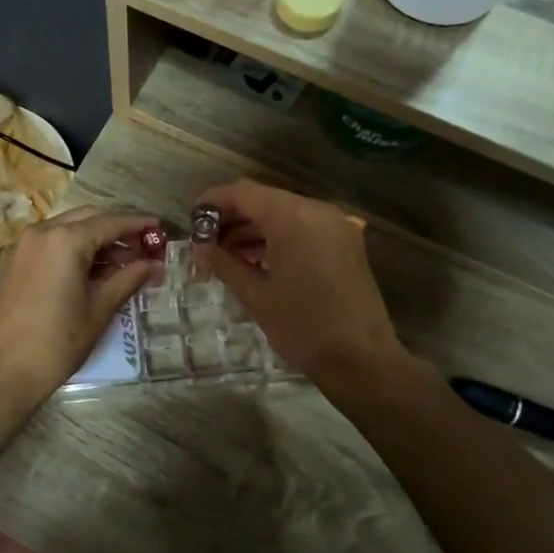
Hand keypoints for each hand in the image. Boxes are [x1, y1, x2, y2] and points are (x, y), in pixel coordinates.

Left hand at [0, 207, 161, 401]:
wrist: (4, 372)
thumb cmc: (58, 341)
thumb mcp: (100, 308)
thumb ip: (129, 279)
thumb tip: (155, 265)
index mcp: (65, 239)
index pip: (111, 222)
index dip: (139, 225)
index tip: (161, 228)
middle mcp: (42, 232)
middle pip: (89, 219)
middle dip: (117, 230)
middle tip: (144, 248)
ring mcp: (24, 245)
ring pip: (69, 229)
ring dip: (96, 240)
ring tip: (124, 263)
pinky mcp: (14, 262)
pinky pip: (51, 243)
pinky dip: (75, 249)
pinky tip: (94, 270)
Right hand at [191, 180, 409, 390]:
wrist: (361, 360)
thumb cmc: (303, 327)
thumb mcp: (256, 296)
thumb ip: (225, 264)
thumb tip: (200, 249)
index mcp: (293, 218)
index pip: (243, 193)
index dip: (213, 201)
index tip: (192, 219)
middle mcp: (317, 210)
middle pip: (264, 199)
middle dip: (232, 217)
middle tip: (206, 242)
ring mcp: (335, 225)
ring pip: (284, 212)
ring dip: (254, 228)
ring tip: (226, 255)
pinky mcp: (345, 242)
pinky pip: (303, 227)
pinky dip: (278, 237)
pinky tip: (257, 260)